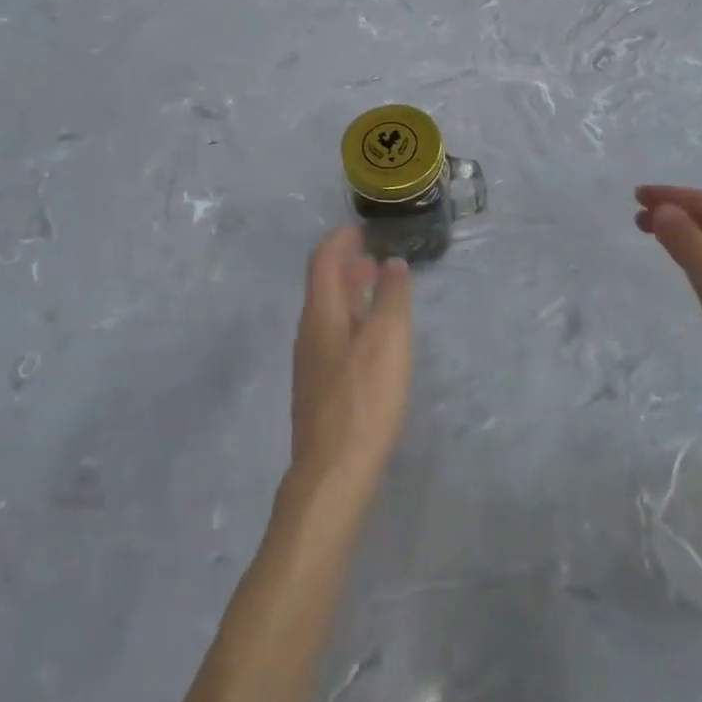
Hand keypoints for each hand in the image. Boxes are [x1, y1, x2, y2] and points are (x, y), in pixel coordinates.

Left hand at [290, 228, 413, 491]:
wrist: (333, 472)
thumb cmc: (363, 398)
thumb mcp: (388, 339)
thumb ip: (391, 297)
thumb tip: (392, 264)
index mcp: (320, 315)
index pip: (321, 261)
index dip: (339, 241)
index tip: (360, 229)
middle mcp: (308, 334)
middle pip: (322, 287)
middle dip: (346, 266)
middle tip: (373, 255)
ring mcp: (311, 364)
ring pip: (328, 314)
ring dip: (349, 294)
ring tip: (376, 290)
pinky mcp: (319, 390)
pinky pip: (333, 338)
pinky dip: (351, 321)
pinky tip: (371, 339)